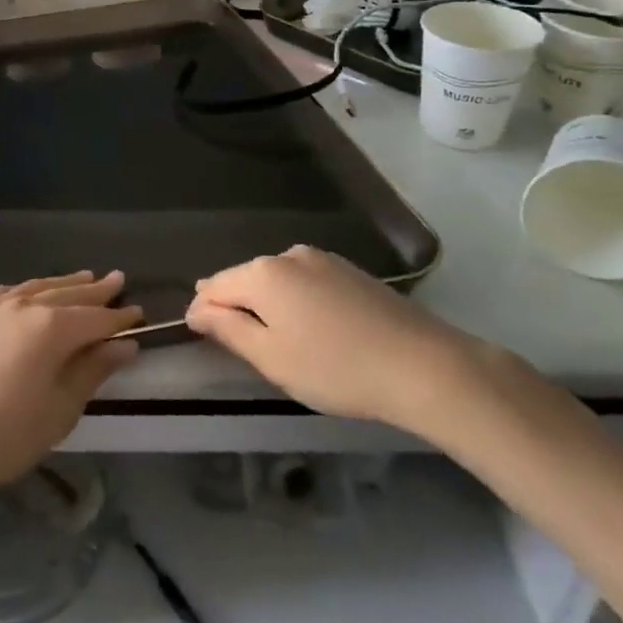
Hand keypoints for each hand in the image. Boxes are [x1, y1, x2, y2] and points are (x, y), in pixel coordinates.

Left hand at [0, 271, 141, 497]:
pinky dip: (28, 290)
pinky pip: (8, 292)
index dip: (119, 318)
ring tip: (84, 277)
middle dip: (95, 290)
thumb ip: (92, 370)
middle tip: (117, 280)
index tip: (139, 313)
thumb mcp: (60, 409)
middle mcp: (24, 305)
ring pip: (37, 287)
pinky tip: (32, 292)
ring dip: (63, 283)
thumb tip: (124, 345)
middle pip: (68, 294)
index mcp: (51, 327)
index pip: (95, 318)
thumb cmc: (6, 434)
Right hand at [186, 245, 478, 432]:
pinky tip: (314, 330)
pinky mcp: (350, 270)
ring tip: (280, 342)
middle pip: (245, 279)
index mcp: (263, 273)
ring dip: (268, 305)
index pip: (213, 286)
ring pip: (277, 280)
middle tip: (244, 348)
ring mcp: (323, 259)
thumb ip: (228, 330)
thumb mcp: (272, 358)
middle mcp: (288, 254)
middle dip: (236, 307)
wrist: (423, 365)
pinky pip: (306, 282)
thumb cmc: (336, 368)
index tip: (201, 340)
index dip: (202, 313)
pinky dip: (297, 302)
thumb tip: (198, 309)